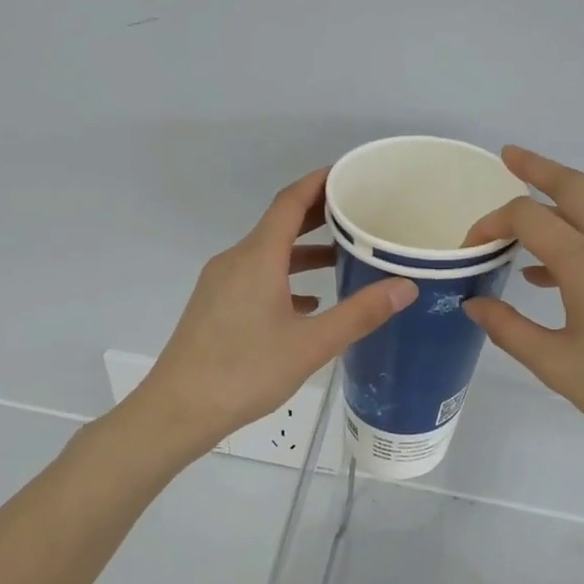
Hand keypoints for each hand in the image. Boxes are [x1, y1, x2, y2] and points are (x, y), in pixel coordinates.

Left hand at [137, 167, 417, 455]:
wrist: (179, 409)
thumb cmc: (246, 372)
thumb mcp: (311, 345)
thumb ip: (359, 314)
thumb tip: (405, 286)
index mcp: (257, 258)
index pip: (290, 201)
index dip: (320, 182)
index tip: (350, 174)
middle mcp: (236, 260)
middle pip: (279, 224)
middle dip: (317, 215)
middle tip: (358, 213)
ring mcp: (220, 283)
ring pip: (267, 254)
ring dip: (303, 251)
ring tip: (342, 258)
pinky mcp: (214, 306)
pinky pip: (255, 277)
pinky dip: (285, 278)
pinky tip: (309, 302)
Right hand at [462, 146, 583, 464]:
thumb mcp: (555, 364)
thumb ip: (508, 329)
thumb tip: (474, 304)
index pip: (528, 217)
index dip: (491, 224)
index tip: (469, 249)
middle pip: (572, 186)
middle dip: (536, 168)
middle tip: (506, 157)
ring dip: (555, 203)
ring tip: (518, 224)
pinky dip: (574, 235)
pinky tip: (548, 274)